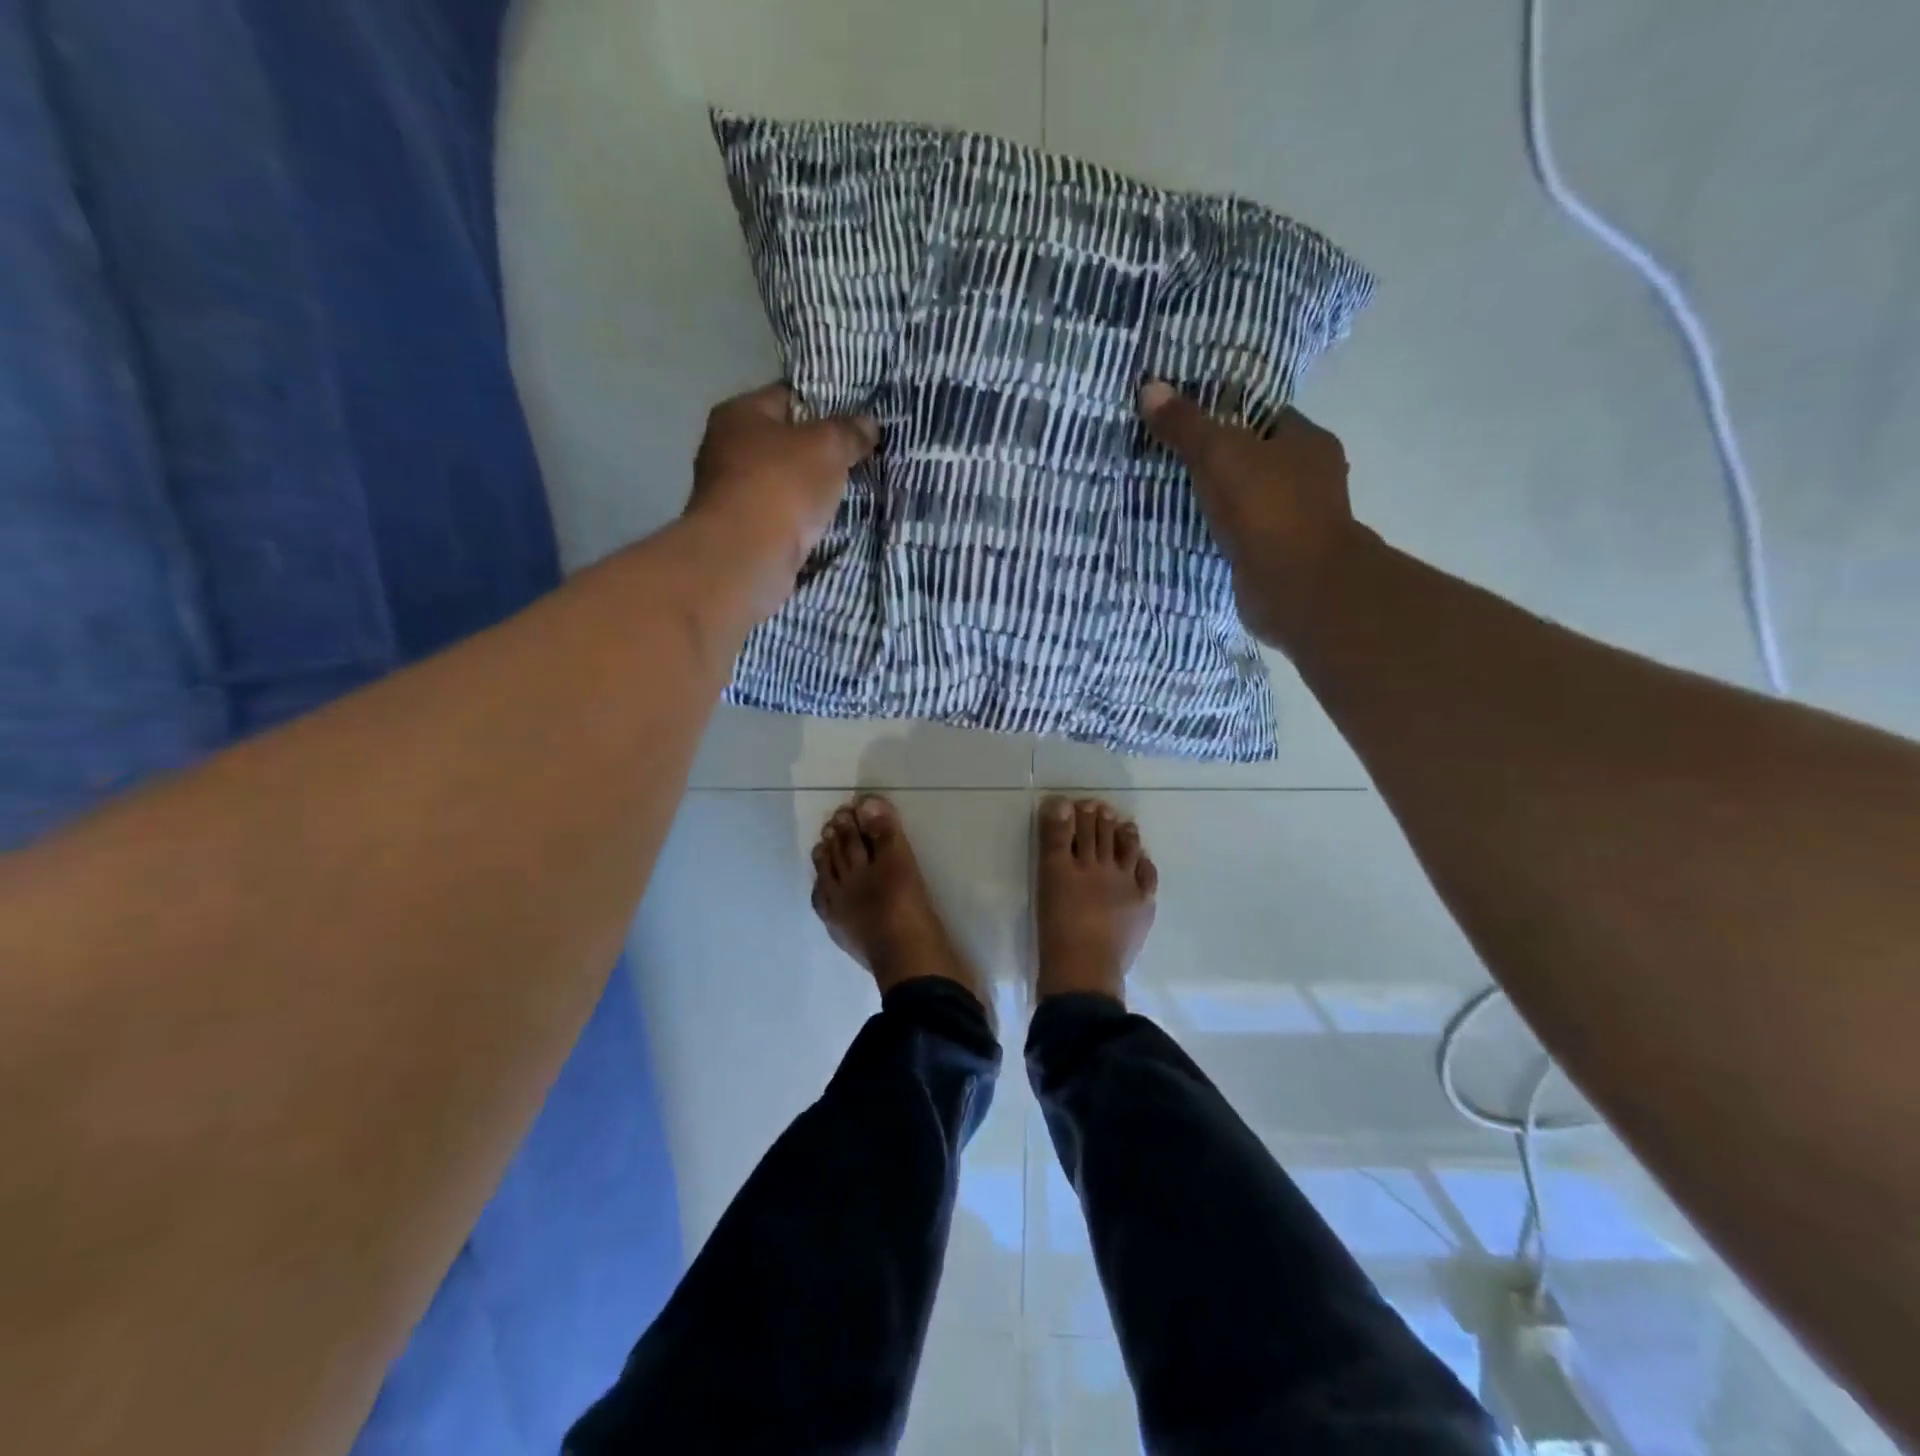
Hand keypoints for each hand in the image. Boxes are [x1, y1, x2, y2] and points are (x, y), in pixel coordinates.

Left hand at [685, 383, 879, 618]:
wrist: (747, 557)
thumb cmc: (782, 486)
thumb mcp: (827, 447)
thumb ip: (849, 432)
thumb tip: (869, 424)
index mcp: (739, 414)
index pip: (788, 396)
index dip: (824, 405)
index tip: (856, 421)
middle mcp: (725, 448)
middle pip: (784, 442)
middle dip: (818, 452)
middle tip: (857, 459)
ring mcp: (730, 493)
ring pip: (782, 482)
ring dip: (810, 490)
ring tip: (849, 493)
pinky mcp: (740, 531)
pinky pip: (780, 516)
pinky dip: (800, 520)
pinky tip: (825, 525)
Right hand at [1139, 380, 1370, 648]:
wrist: (1297, 587)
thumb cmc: (1266, 508)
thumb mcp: (1218, 454)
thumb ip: (1186, 425)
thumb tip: (1149, 386)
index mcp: (1308, 442)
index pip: (1266, 417)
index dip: (1228, 416)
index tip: (1189, 423)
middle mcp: (1311, 479)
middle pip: (1258, 460)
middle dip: (1221, 463)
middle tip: (1173, 462)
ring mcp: (1299, 522)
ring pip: (1252, 502)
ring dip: (1222, 503)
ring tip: (1176, 499)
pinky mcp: (1281, 558)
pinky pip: (1246, 537)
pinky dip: (1224, 536)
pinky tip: (1194, 535)